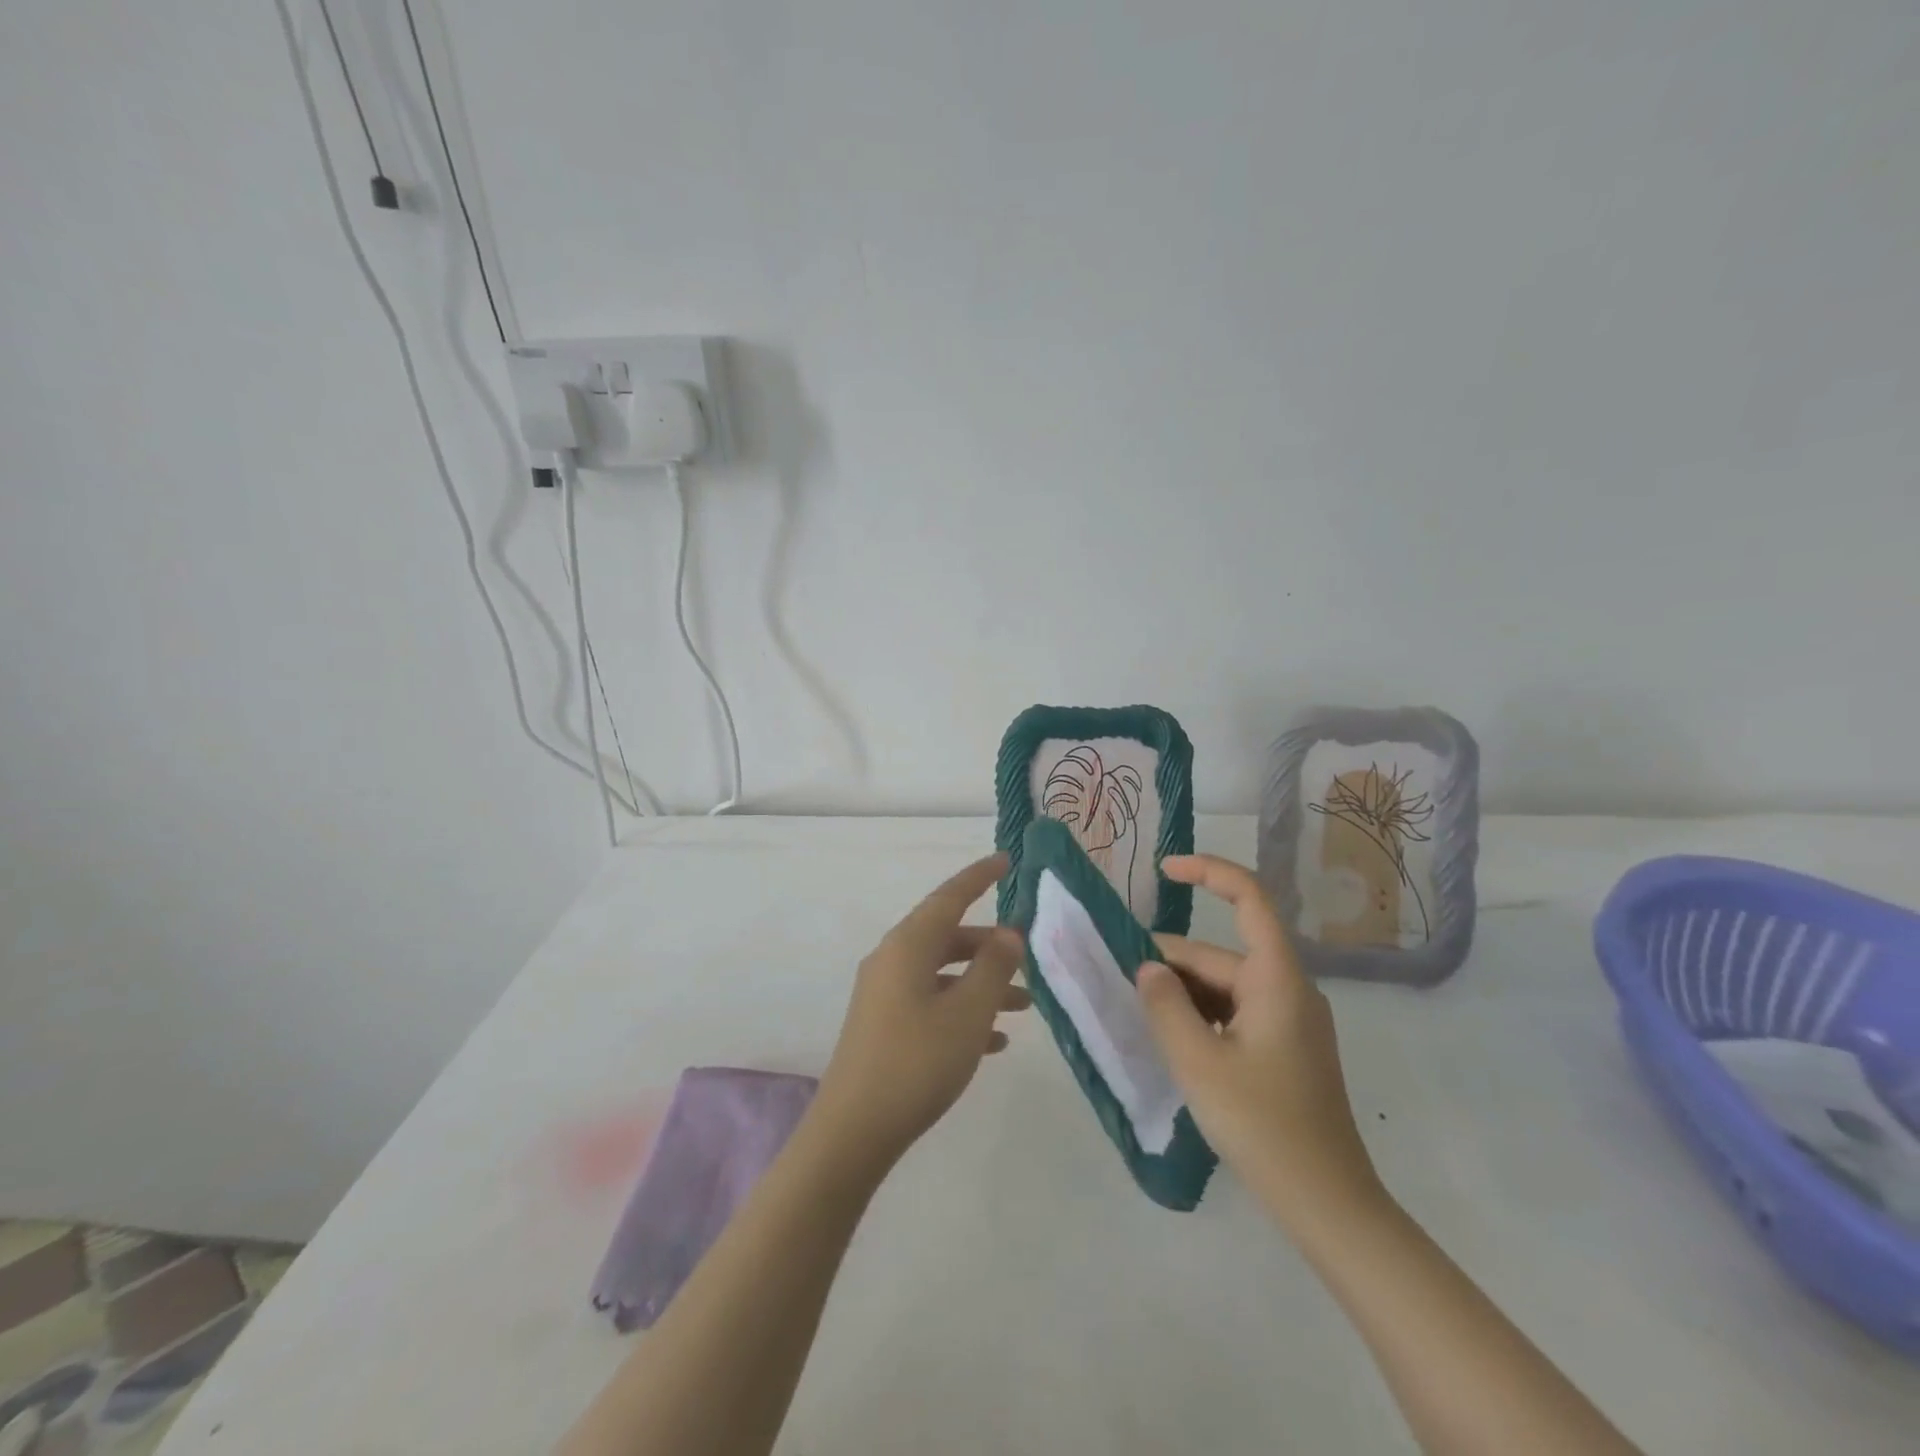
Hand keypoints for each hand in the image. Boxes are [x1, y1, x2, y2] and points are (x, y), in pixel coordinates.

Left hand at [812, 854, 1029, 1175]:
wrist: (854, 1130)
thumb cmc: (918, 1062)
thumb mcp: (968, 1013)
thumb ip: (993, 967)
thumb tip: (1008, 934)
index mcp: (908, 945)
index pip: (949, 896)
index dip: (979, 876)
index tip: (1005, 859)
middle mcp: (892, 959)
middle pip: (948, 936)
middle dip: (990, 944)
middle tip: (1027, 955)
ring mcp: (884, 993)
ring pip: (943, 972)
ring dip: (982, 982)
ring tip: (1025, 1006)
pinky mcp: (883, 1024)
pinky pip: (931, 1002)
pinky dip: (963, 1009)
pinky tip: (994, 1040)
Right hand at [1135, 853, 1384, 1231]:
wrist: (1328, 1205)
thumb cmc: (1263, 1125)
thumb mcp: (1198, 1062)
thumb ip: (1165, 1006)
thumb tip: (1147, 968)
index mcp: (1276, 979)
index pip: (1249, 898)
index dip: (1208, 872)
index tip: (1164, 871)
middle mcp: (1287, 989)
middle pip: (1221, 954)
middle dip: (1171, 963)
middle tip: (1118, 982)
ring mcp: (1289, 1022)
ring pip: (1224, 987)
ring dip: (1181, 994)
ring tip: (1136, 1014)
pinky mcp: (1285, 1050)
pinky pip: (1234, 1013)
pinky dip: (1200, 1017)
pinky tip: (1170, 1040)